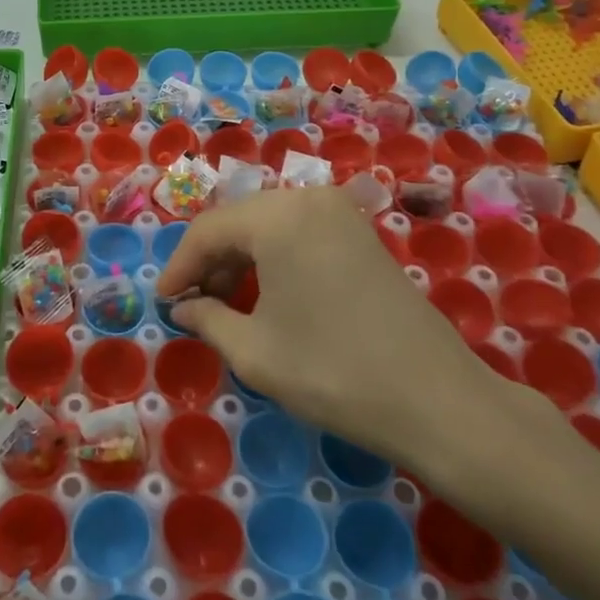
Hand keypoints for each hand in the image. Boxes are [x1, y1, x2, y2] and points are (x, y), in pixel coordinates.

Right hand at [155, 188, 575, 510]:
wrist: (437, 400)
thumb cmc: (332, 371)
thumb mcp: (255, 351)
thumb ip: (207, 319)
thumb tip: (183, 308)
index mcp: (278, 215)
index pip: (208, 230)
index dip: (178, 267)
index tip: (162, 302)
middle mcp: (309, 199)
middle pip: (239, 222)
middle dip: (209, 263)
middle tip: (191, 306)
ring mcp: (341, 214)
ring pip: (269, 226)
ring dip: (240, 260)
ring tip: (225, 305)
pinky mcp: (362, 234)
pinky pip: (300, 234)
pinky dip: (274, 259)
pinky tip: (268, 295)